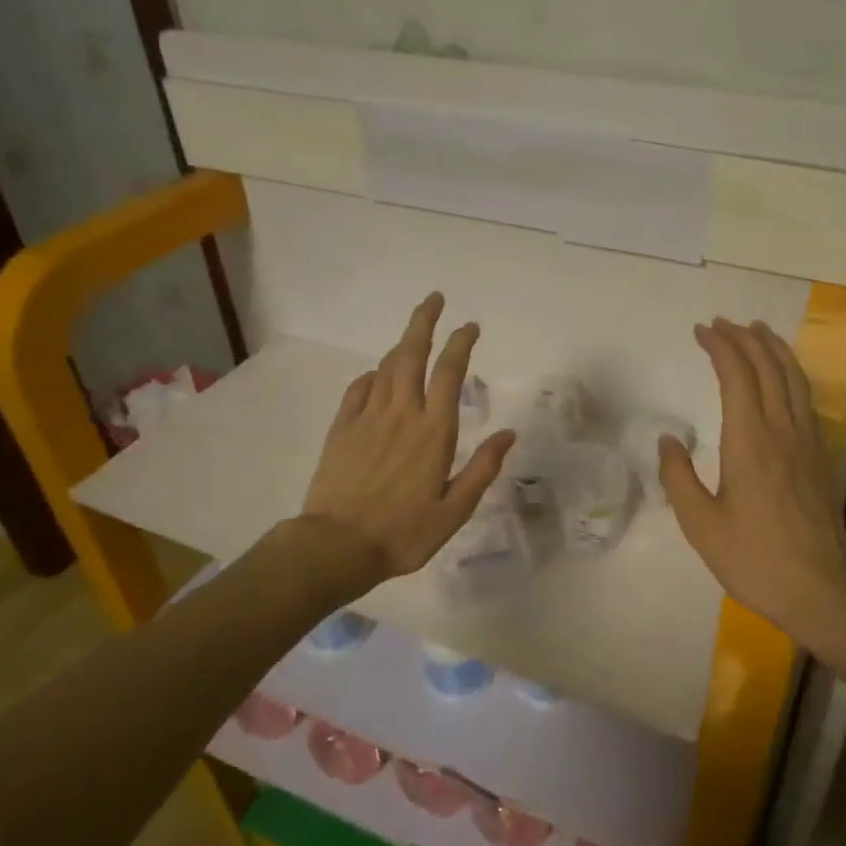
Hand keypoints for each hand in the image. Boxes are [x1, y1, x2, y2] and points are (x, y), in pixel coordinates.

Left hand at [301, 293, 514, 582]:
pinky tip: (377, 376)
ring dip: (402, 344)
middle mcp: (401, 413)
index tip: (470, 326)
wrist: (337, 546)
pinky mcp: (342, 428)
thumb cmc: (403, 533)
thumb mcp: (454, 510)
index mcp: (434, 431)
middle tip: (434, 299)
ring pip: (386, 367)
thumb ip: (483, 468)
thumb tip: (509, 433)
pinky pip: (358, 389)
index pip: (450, 372)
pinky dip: (372, 375)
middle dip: (424, 321)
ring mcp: (367, 417)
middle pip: (412, 354)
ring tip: (413, 335)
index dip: (461, 343)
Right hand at [659, 318, 845, 642]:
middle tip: (723, 323)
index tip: (702, 330)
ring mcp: (808, 442)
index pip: (737, 375)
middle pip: (768, 367)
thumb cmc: (753, 558)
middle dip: (745, 338)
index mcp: (750, 440)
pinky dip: (791, 375)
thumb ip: (678, 477)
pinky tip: (784, 378)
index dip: (720, 346)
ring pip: (794, 379)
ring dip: (774, 349)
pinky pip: (806, 400)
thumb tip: (668, 439)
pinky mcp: (821, 457)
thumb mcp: (700, 524)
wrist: (819, 589)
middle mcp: (782, 430)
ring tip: (757, 330)